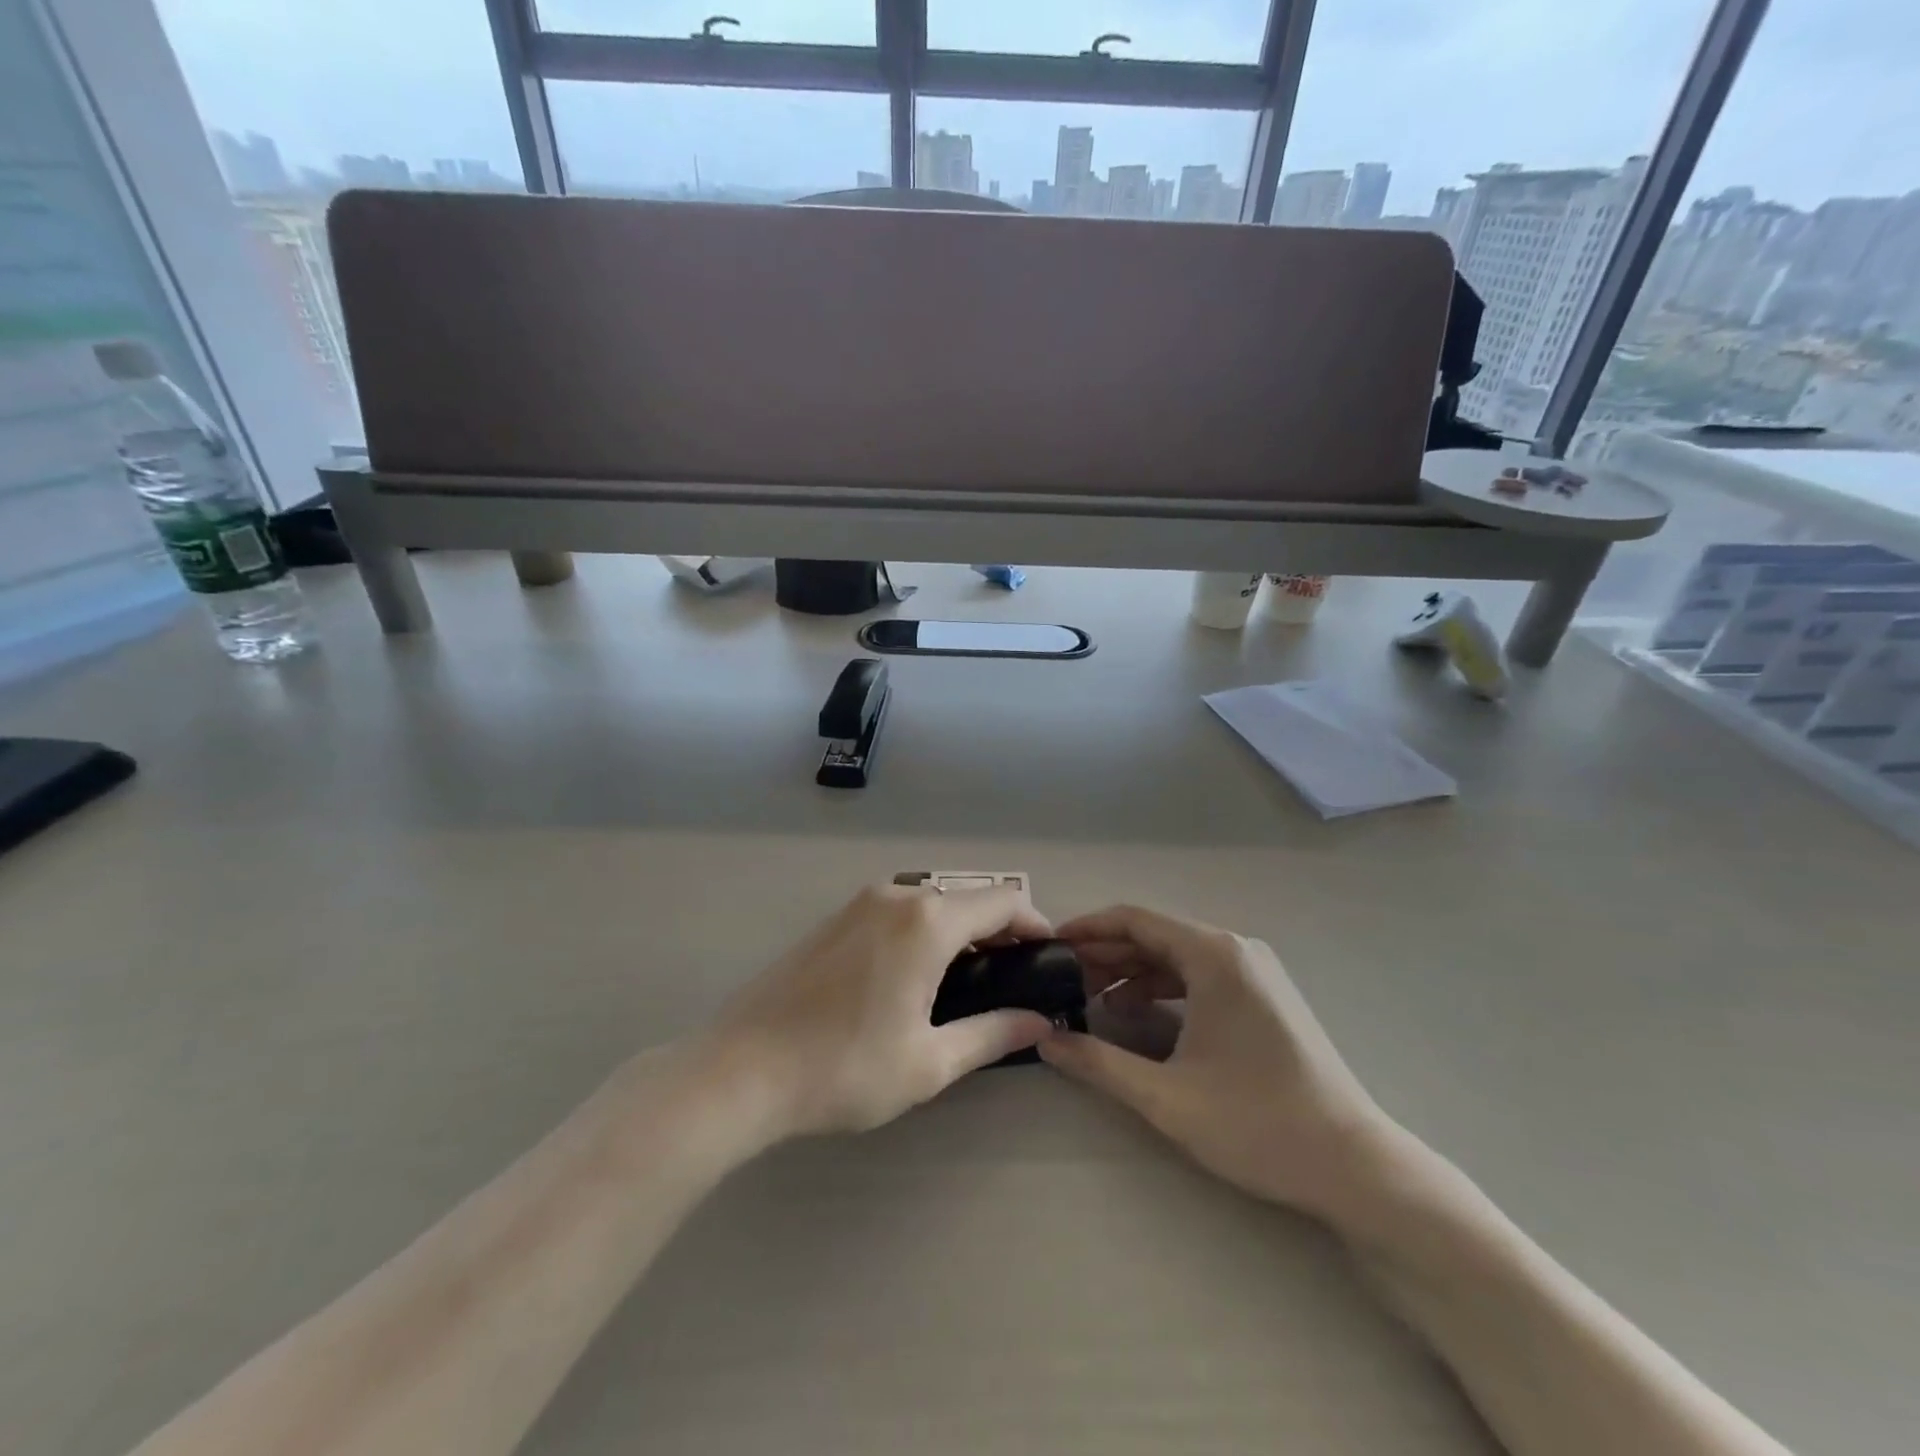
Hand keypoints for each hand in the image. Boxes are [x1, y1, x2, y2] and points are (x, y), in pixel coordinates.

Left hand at [703, 883, 1053, 1141]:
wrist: (741, 1069)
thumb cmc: (845, 1068)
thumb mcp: (929, 1061)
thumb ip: (991, 1034)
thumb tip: (1037, 1020)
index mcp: (928, 922)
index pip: (1004, 900)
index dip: (1035, 924)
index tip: (1047, 959)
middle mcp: (897, 896)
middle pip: (968, 897)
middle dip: (998, 929)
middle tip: (1011, 978)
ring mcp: (860, 903)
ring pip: (931, 902)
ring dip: (959, 929)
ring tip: (967, 982)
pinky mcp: (835, 919)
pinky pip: (897, 911)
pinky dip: (923, 930)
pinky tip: (915, 975)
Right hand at [1040, 905, 1397, 1217]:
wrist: (1354, 1166)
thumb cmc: (1258, 1123)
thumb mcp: (1167, 1097)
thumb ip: (1098, 1063)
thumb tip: (1044, 1041)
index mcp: (1213, 956)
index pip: (1135, 919)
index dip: (1087, 929)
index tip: (1050, 946)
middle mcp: (1235, 950)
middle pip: (1155, 934)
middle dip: (1106, 953)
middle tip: (1061, 977)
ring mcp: (1254, 972)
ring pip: (1177, 955)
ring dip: (1132, 971)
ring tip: (1090, 997)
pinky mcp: (1263, 996)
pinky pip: (1199, 975)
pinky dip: (1163, 987)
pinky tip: (1137, 1013)